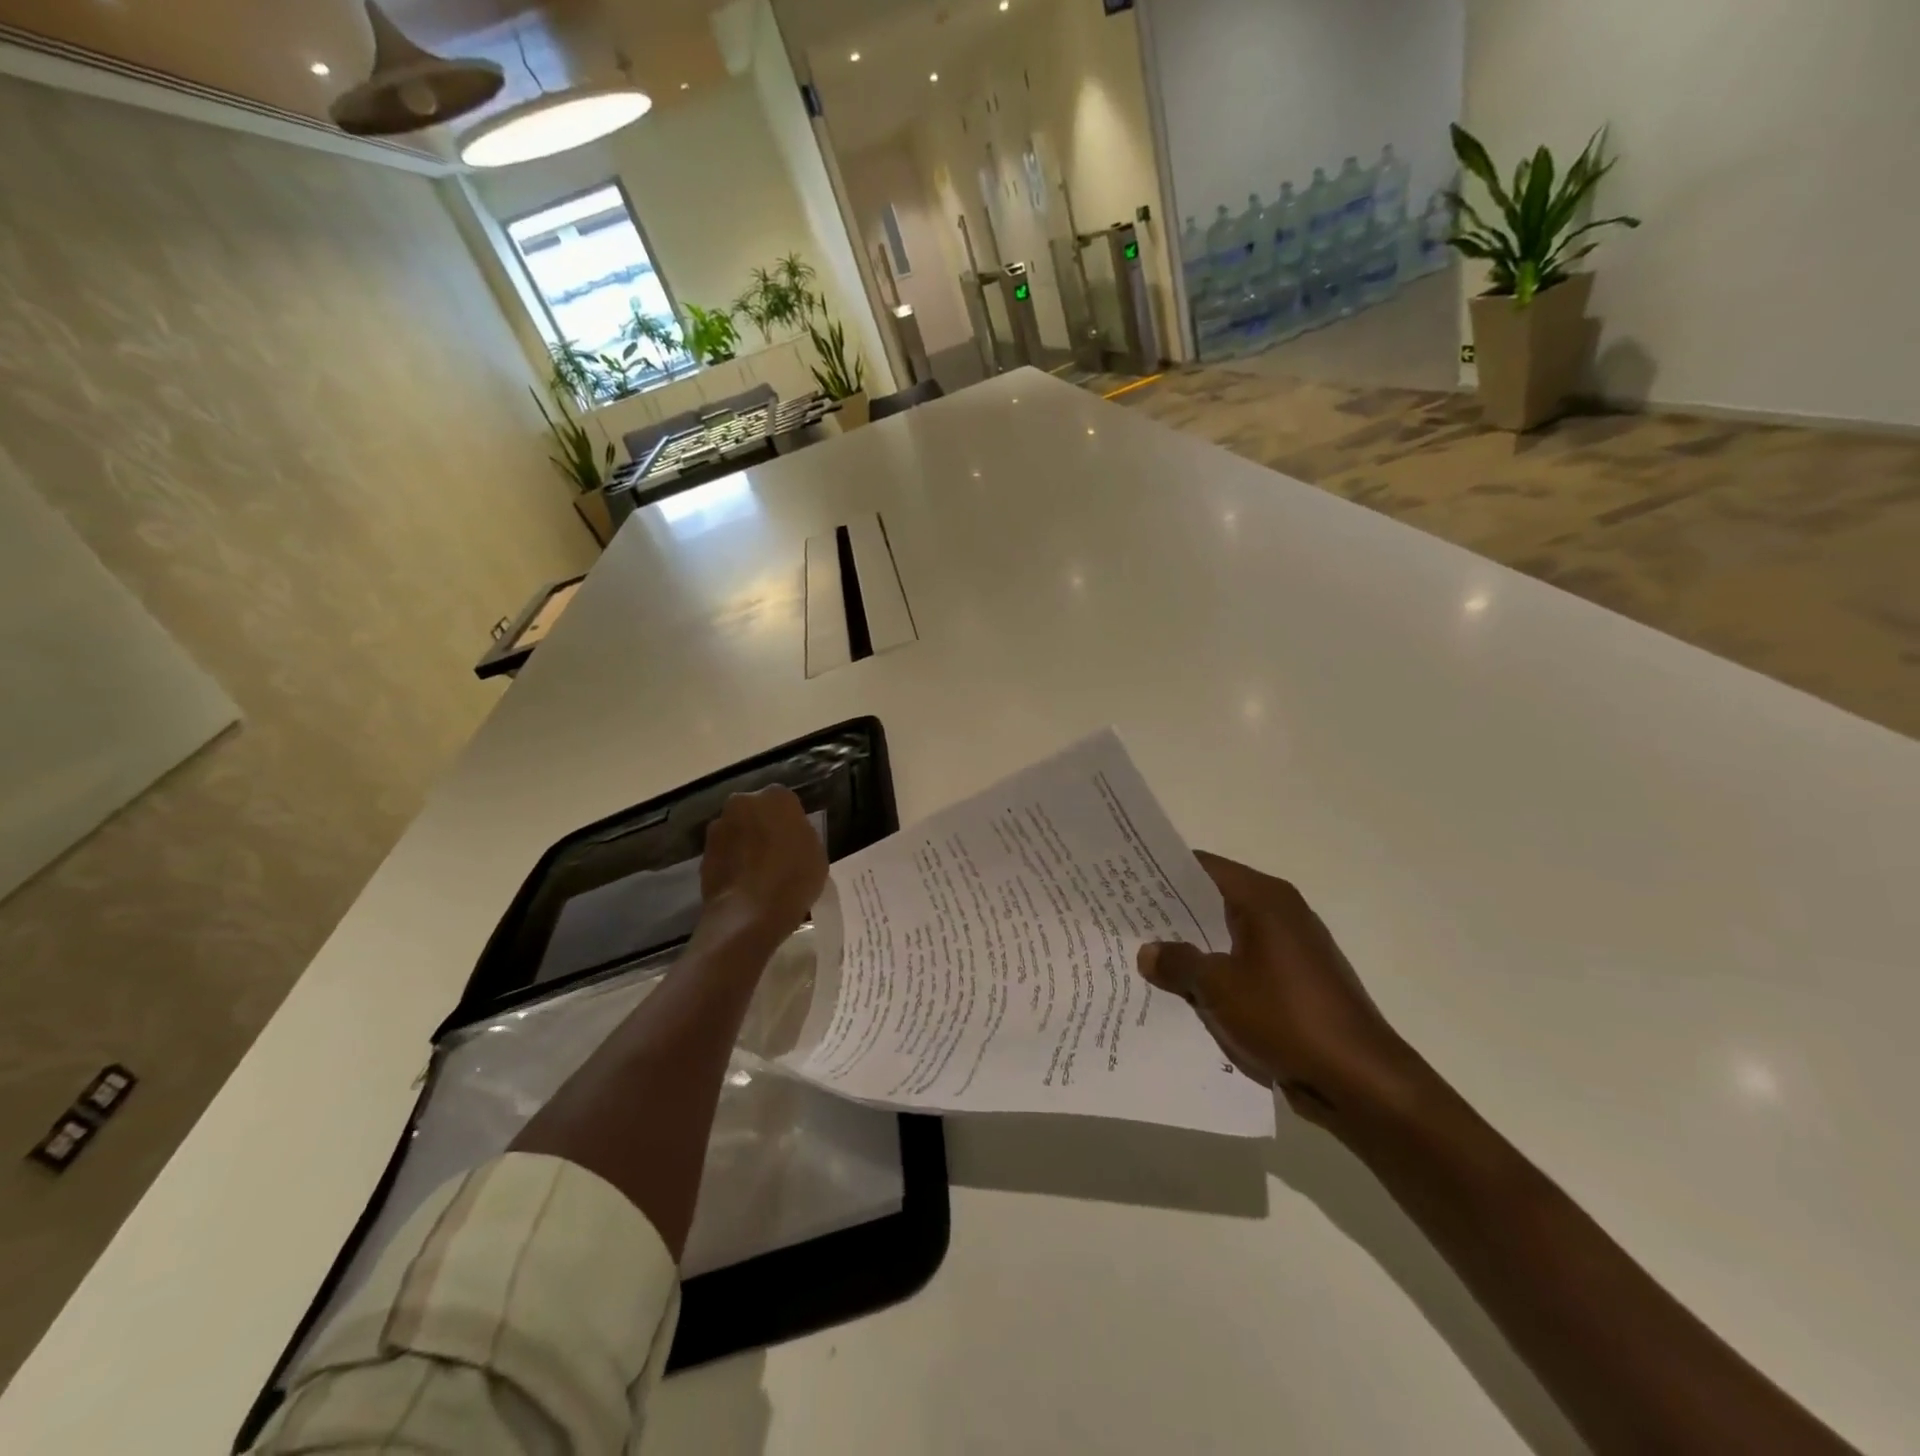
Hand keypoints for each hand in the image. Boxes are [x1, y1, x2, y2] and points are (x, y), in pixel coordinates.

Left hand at [699, 787, 827, 940]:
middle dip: (762, 826)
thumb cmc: (794, 878)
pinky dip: (731, 863)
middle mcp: (743, 802)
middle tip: (775, 853)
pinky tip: (742, 884)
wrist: (749, 913)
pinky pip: (723, 853)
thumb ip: (802, 835)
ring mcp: (718, 827)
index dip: (790, 822)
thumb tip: (789, 835)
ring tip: (756, 873)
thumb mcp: (817, 853)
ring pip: (736, 830)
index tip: (795, 842)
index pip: (785, 802)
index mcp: (777, 797)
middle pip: (755, 811)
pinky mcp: (702, 853)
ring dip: (744, 844)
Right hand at [1138, 852, 1419, 1129]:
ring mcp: (1290, 949)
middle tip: (1125, 920)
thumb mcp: (1218, 987)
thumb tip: (1149, 951)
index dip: (1162, 872)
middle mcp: (1280, 913)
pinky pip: (1243, 965)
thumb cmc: (1286, 1017)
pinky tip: (1184, 991)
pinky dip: (1216, 972)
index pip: (1202, 868)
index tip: (1126, 879)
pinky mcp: (1295, 983)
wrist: (1360, 1080)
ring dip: (1193, 947)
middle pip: (1214, 901)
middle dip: (1172, 913)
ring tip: (1145, 956)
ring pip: (1227, 936)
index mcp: (1264, 899)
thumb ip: (1178, 962)